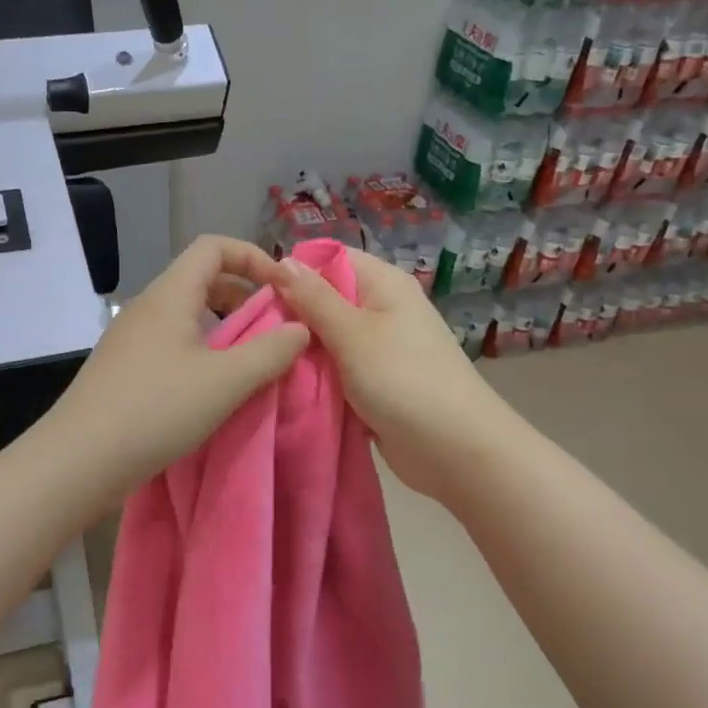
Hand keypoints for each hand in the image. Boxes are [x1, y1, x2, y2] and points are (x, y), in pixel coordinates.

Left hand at [45, 235, 309, 504]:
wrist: (79, 459)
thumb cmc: (157, 409)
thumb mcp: (226, 381)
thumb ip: (271, 352)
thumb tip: (301, 329)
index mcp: (170, 295)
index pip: (213, 247)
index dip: (254, 257)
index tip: (283, 289)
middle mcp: (147, 307)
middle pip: (200, 279)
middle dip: (242, 295)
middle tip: (271, 328)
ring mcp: (129, 338)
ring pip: (185, 314)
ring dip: (223, 327)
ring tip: (247, 360)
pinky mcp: (122, 368)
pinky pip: (170, 342)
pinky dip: (200, 350)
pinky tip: (211, 387)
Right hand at [275, 246, 512, 499]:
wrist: (454, 449)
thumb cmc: (403, 380)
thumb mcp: (352, 333)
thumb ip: (314, 298)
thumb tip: (282, 261)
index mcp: (383, 284)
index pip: (329, 258)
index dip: (294, 271)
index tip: (257, 294)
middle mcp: (381, 308)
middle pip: (324, 299)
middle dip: (291, 315)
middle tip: (253, 335)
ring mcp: (378, 347)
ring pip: (326, 338)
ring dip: (300, 350)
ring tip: (262, 359)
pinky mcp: (373, 381)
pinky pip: (335, 368)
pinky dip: (315, 375)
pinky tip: (283, 382)